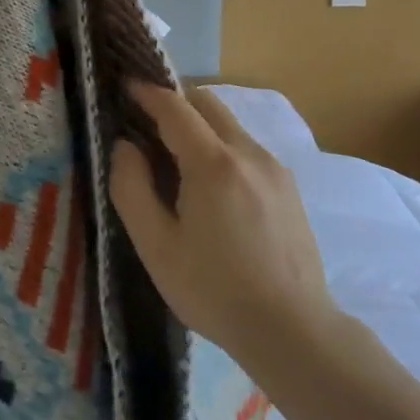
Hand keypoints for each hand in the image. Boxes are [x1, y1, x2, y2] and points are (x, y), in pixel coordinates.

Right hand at [110, 84, 334, 367]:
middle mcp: (248, 153)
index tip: (124, 86)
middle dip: (174, 102)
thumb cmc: (215, 291)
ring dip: (199, 126)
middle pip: (206, 103)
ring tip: (177, 161)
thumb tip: (125, 146)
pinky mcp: (289, 188)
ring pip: (229, 124)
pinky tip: (213, 189)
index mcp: (212, 163)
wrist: (294, 333)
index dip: (146, 92)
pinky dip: (221, 147)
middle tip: (147, 124)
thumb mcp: (155, 246)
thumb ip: (131, 187)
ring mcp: (274, 168)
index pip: (174, 106)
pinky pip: (246, 148)